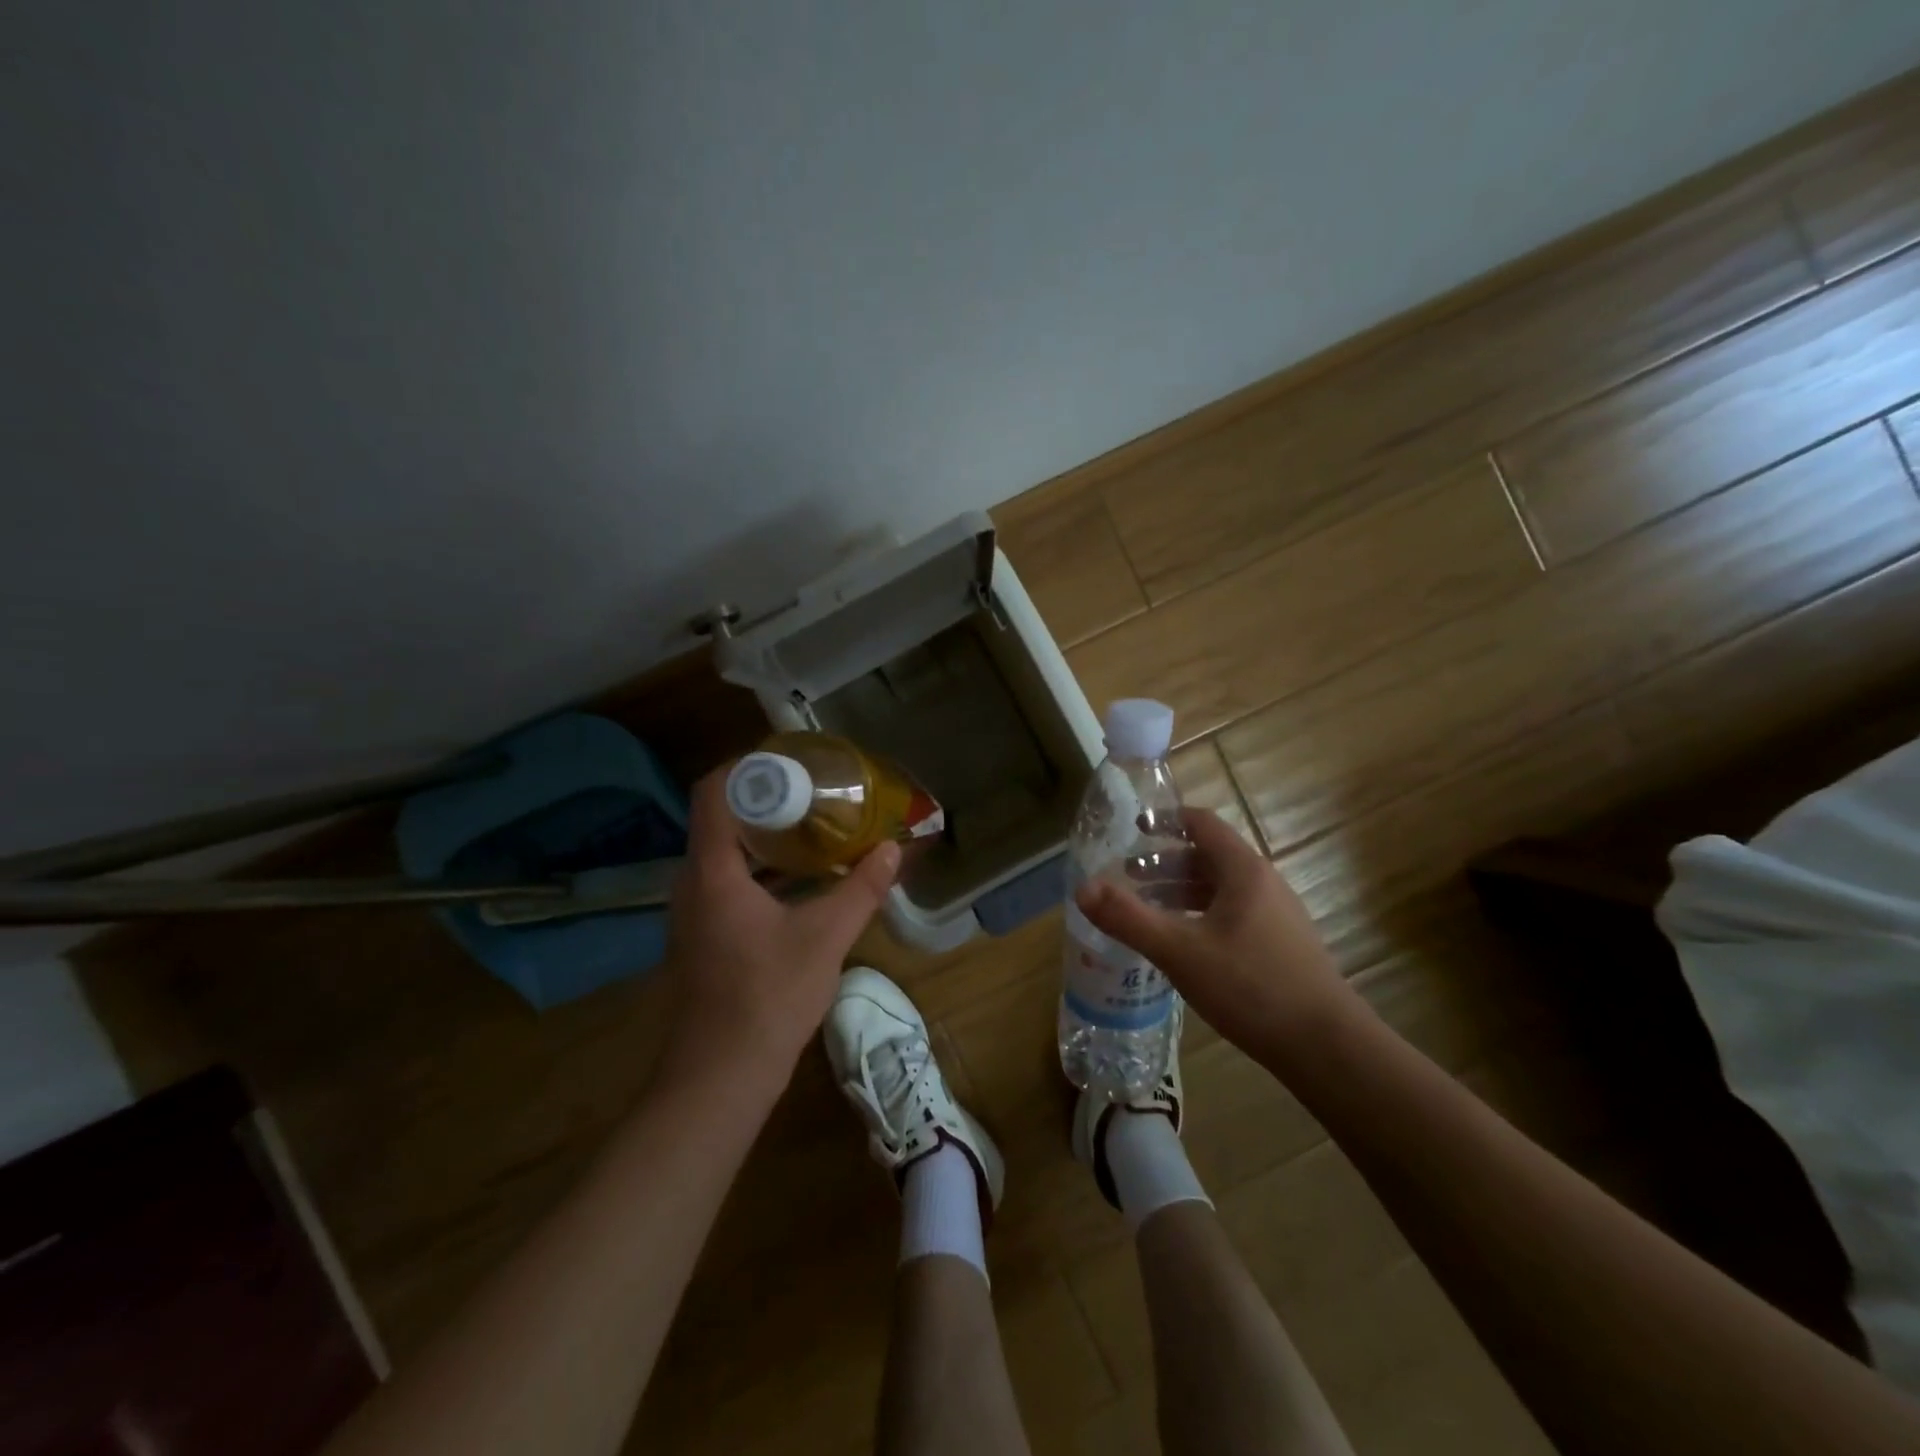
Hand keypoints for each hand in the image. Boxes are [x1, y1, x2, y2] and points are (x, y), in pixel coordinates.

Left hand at [657, 769, 899, 1095]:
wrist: (719, 1079)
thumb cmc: (767, 998)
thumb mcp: (825, 938)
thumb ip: (860, 890)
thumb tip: (893, 850)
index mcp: (712, 872)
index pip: (712, 793)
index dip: (745, 767)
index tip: (789, 760)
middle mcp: (693, 884)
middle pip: (721, 819)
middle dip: (766, 799)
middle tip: (815, 790)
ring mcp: (695, 913)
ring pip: (726, 854)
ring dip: (766, 837)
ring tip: (814, 826)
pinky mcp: (705, 937)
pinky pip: (729, 882)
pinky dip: (762, 869)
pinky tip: (801, 879)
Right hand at [1074, 808, 1364, 1072]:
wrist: (1326, 1046)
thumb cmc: (1251, 986)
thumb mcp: (1180, 951)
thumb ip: (1128, 918)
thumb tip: (1082, 889)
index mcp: (1243, 870)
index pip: (1202, 823)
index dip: (1166, 820)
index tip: (1133, 828)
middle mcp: (1263, 883)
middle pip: (1208, 856)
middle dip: (1165, 862)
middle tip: (1126, 874)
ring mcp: (1276, 915)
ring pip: (1219, 888)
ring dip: (1180, 890)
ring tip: (1146, 907)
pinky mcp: (1280, 944)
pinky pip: (1231, 913)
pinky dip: (1199, 914)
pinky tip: (1182, 943)